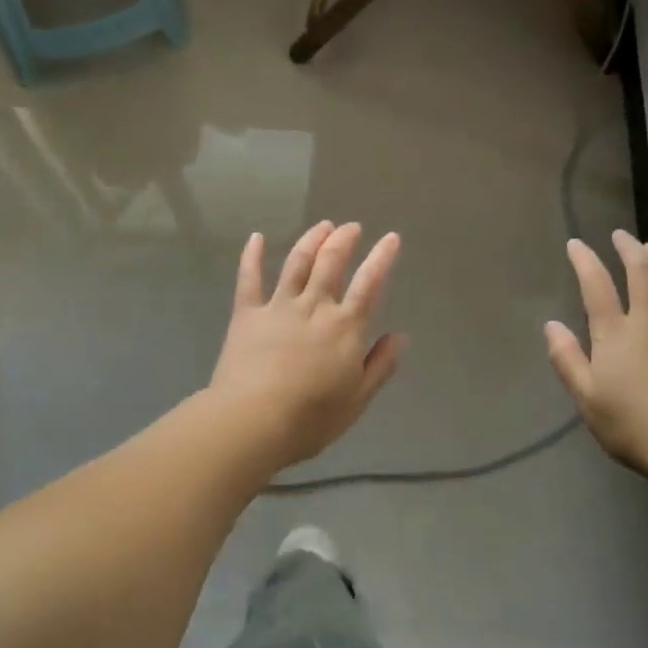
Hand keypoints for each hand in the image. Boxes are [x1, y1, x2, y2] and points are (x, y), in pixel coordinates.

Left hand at [208, 220, 406, 469]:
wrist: (252, 422)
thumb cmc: (311, 418)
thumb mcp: (357, 399)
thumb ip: (380, 365)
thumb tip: (401, 336)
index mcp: (345, 327)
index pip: (369, 283)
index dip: (382, 257)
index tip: (391, 237)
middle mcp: (314, 307)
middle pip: (331, 262)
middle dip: (344, 240)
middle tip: (351, 227)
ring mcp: (278, 306)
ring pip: (297, 263)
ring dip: (311, 240)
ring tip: (322, 226)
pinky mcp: (247, 314)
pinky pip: (249, 279)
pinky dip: (252, 256)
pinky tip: (256, 238)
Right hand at [545, 231, 647, 477]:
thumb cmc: (631, 426)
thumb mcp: (586, 397)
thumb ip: (567, 359)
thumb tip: (551, 325)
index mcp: (616, 334)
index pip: (596, 287)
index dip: (585, 261)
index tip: (576, 243)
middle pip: (641, 276)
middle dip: (630, 251)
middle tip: (622, 235)